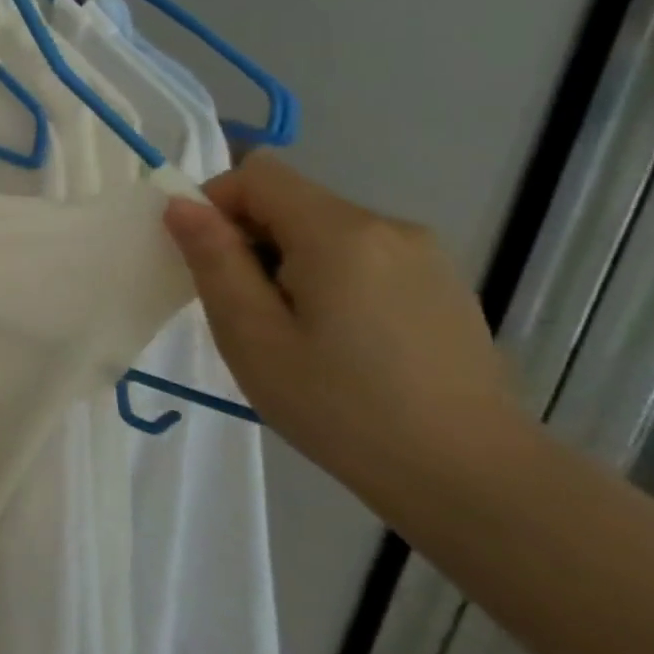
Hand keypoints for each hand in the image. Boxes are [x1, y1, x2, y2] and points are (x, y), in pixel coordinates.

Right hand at [162, 153, 525, 473]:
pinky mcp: (441, 283)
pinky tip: (339, 341)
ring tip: (292, 333)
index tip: (206, 263)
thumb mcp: (252, 336)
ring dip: (287, 262)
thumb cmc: (341, 408)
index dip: (216, 204)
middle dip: (250, 240)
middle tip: (244, 312)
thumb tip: (180, 204)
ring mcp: (424, 254)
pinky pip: (360, 255)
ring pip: (324, 230)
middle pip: (291, 200)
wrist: (473, 479)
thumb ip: (214, 260)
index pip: (257, 174)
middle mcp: (388, 226)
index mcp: (340, 233)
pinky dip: (327, 278)